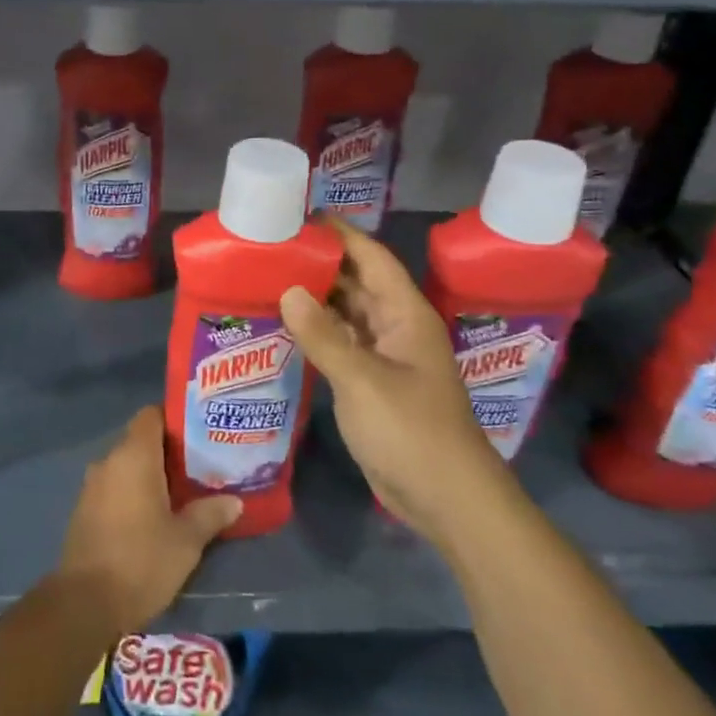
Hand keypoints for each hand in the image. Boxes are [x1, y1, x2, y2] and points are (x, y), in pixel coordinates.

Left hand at [58, 406, 241, 632]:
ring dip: (149, 475)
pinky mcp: (84, 510)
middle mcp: (109, 461)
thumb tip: (235, 501)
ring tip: (180, 492)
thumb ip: (210, 514)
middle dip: (167, 451)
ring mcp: (92, 486)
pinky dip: (132, 493)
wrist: (84, 603)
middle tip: (199, 466)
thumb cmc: (141, 561)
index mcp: (134, 456)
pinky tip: (152, 516)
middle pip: (140, 440)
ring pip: (126, 466)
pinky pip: (113, 487)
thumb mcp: (186, 541)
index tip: (198, 434)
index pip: (151, 415)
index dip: (174, 419)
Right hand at [280, 217, 491, 521]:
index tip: (301, 215)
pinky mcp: (372, 383)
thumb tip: (288, 290)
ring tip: (269, 279)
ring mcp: (385, 357)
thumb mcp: (363, 380)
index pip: (373, 258)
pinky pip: (341, 344)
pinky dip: (316, 332)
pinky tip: (284, 326)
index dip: (342, 234)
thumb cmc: (411, 430)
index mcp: (406, 315)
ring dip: (315, 298)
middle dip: (320, 263)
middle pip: (357, 282)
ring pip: (347, 314)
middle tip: (272, 248)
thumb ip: (323, 335)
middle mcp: (396, 328)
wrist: (447, 499)